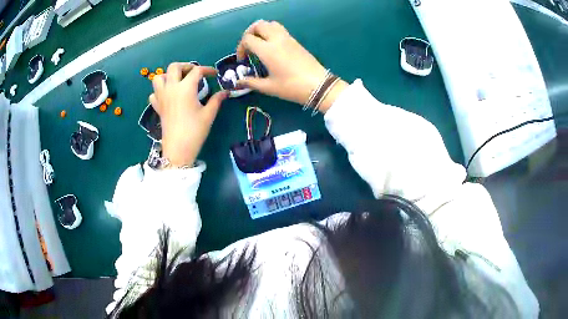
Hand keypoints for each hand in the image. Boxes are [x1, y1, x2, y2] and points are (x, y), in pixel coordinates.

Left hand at [149, 63, 228, 167]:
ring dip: (168, 75)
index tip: (214, 74)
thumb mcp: (209, 115)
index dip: (207, 70)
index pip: (197, 71)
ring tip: (178, 81)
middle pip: (174, 67)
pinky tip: (168, 96)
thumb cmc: (195, 131)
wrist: (178, 149)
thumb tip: (226, 92)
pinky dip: (160, 90)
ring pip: (159, 77)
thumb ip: (217, 100)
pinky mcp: (157, 107)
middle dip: (185, 66)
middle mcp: (171, 88)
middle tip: (194, 73)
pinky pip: (154, 93)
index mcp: (185, 88)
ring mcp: (162, 97)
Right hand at [236, 20, 347, 112]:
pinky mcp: (295, 41)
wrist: (318, 85)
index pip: (247, 39)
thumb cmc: (292, 87)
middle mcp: (276, 39)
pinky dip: (272, 32)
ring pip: (271, 24)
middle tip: (248, 47)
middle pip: (258, 25)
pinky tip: (272, 46)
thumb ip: (251, 83)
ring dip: (261, 30)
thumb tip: (238, 83)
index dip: (240, 48)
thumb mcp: (269, 87)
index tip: (243, 60)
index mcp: (267, 50)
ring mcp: (288, 38)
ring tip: (259, 43)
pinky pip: (280, 29)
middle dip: (249, 33)